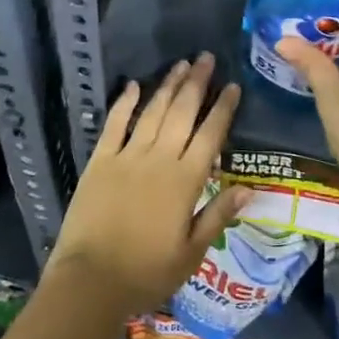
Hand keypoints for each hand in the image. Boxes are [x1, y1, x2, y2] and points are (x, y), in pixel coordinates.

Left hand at [47, 53, 248, 319]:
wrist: (90, 282)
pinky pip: (115, 124)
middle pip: (182, 112)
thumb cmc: (146, 273)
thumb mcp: (191, 253)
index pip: (211, 135)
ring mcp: (127, 156)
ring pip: (153, 111)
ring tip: (181, 64)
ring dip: (168, 85)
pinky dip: (125, 103)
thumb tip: (249, 189)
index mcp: (186, 181)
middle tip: (207, 57)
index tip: (233, 85)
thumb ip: (218, 216)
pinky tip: (134, 85)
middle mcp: (159, 159)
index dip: (223, 108)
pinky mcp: (100, 160)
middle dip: (197, 83)